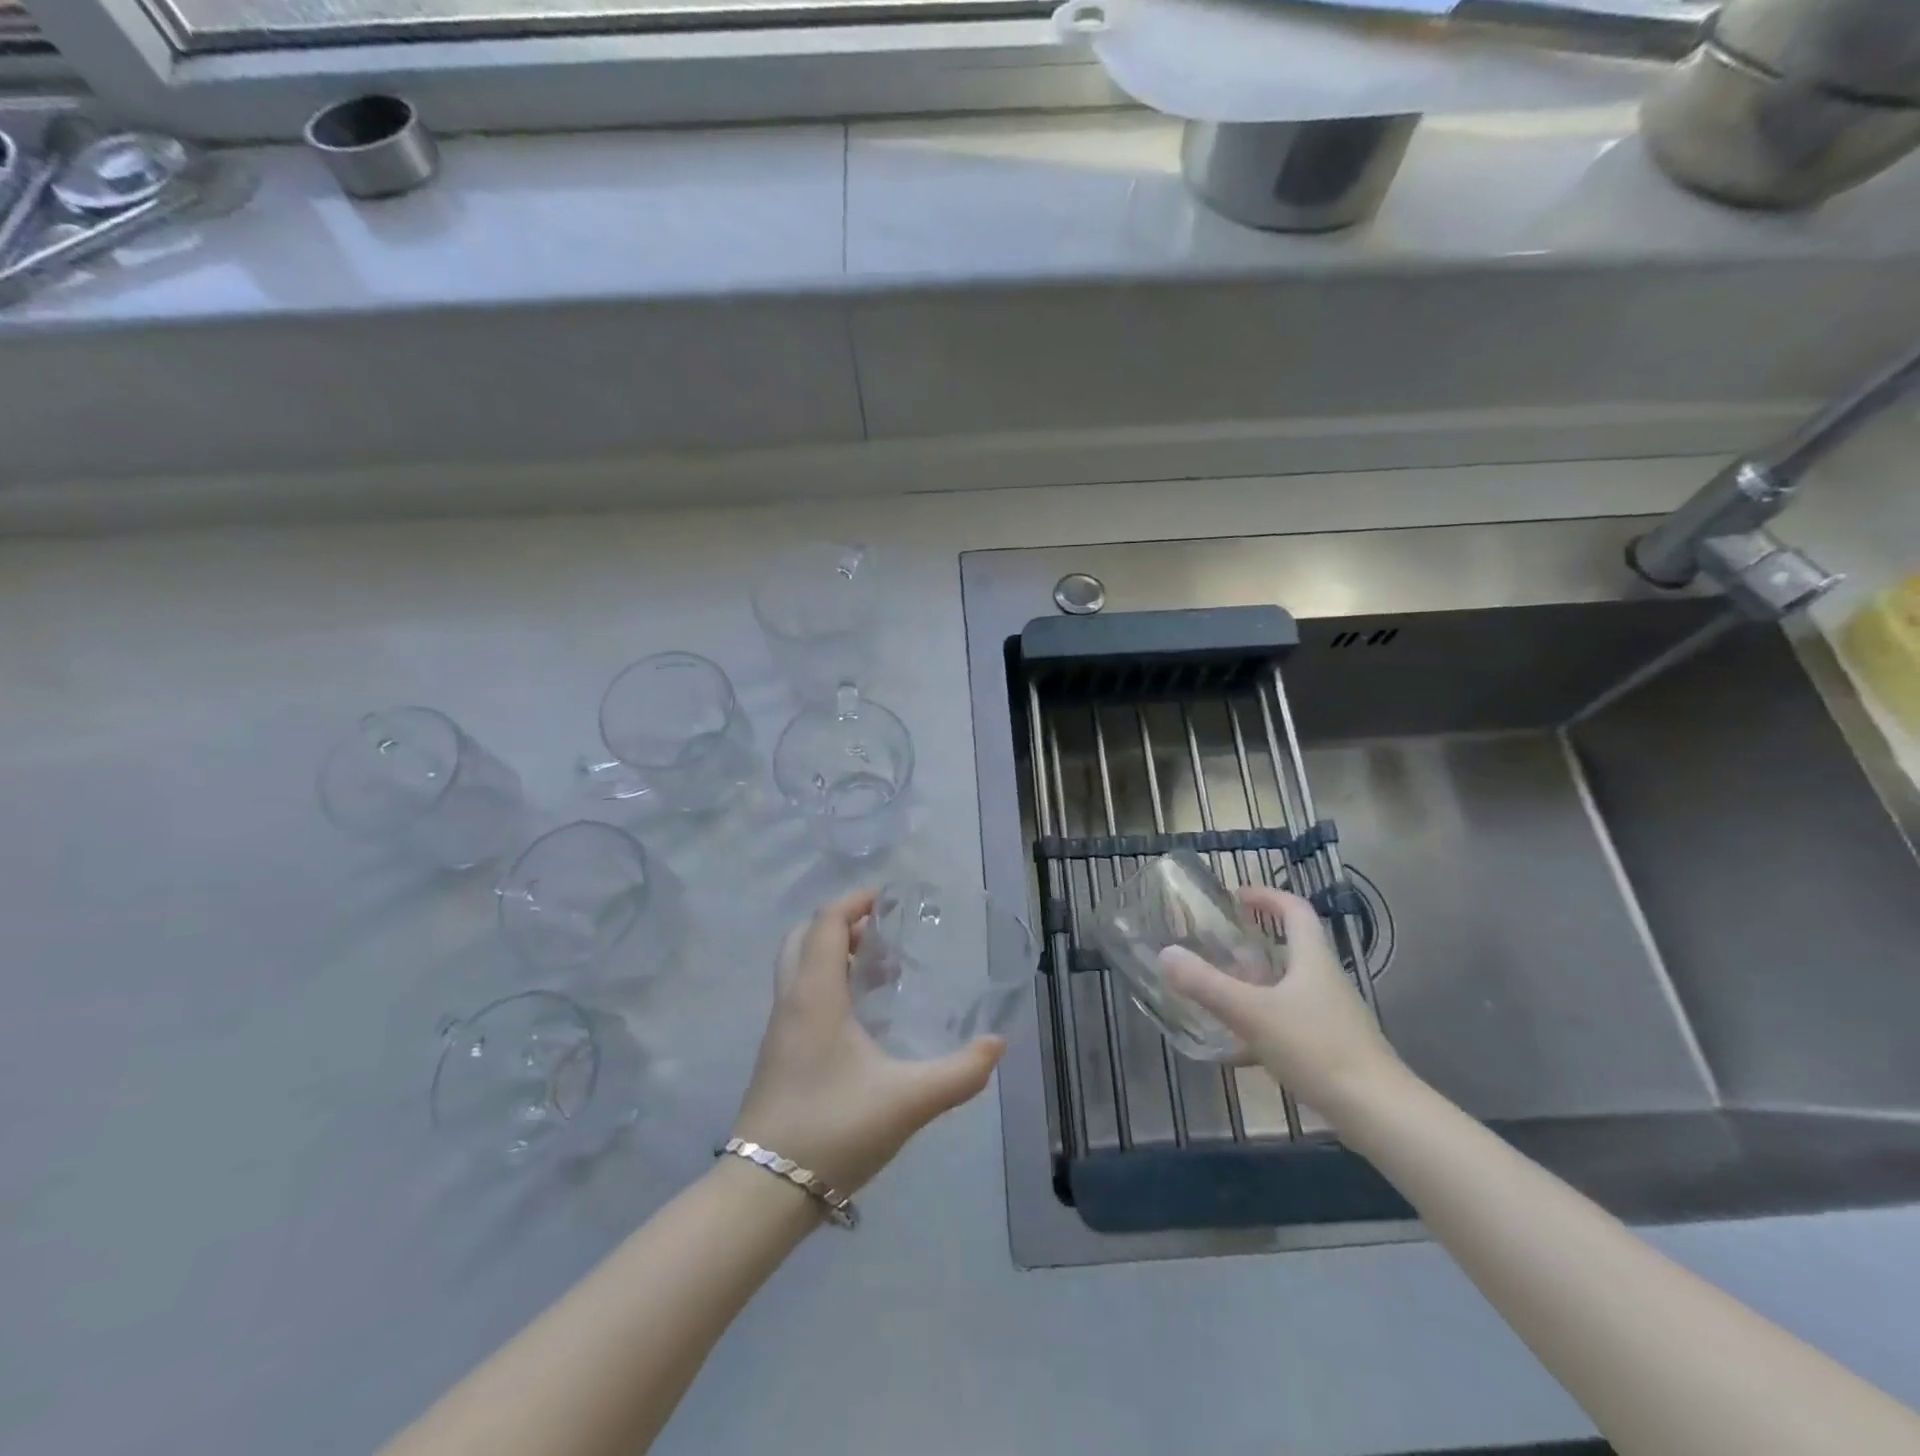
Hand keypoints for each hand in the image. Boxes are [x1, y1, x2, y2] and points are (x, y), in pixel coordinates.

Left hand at [731, 888, 1005, 1196]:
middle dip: (841, 924)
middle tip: (882, 933)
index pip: (826, 923)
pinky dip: (825, 982)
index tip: (888, 898)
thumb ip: (959, 1073)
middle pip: (803, 937)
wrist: (764, 1191)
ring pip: (798, 967)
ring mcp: (778, 1029)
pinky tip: (860, 1017)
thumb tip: (996, 1044)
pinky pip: (799, 994)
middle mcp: (790, 1002)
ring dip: (832, 954)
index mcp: (814, 996)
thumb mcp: (907, 1101)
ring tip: (879, 971)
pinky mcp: (777, 1054)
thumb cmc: (833, 1130)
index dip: (854, 901)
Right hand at [1162, 885, 1402, 1118]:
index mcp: (1312, 959)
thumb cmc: (1317, 1049)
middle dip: (1252, 944)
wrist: (1379, 1113)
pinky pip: (1288, 1025)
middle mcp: (1324, 981)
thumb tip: (1167, 953)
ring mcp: (1330, 1017)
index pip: (1295, 910)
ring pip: (1286, 989)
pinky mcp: (1330, 1049)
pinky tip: (1235, 1052)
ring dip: (1253, 986)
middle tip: (1215, 947)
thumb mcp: (1252, 1013)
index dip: (1267, 896)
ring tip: (1216, 994)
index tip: (1236, 896)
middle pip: (1290, 949)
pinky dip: (1260, 1028)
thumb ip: (1207, 984)